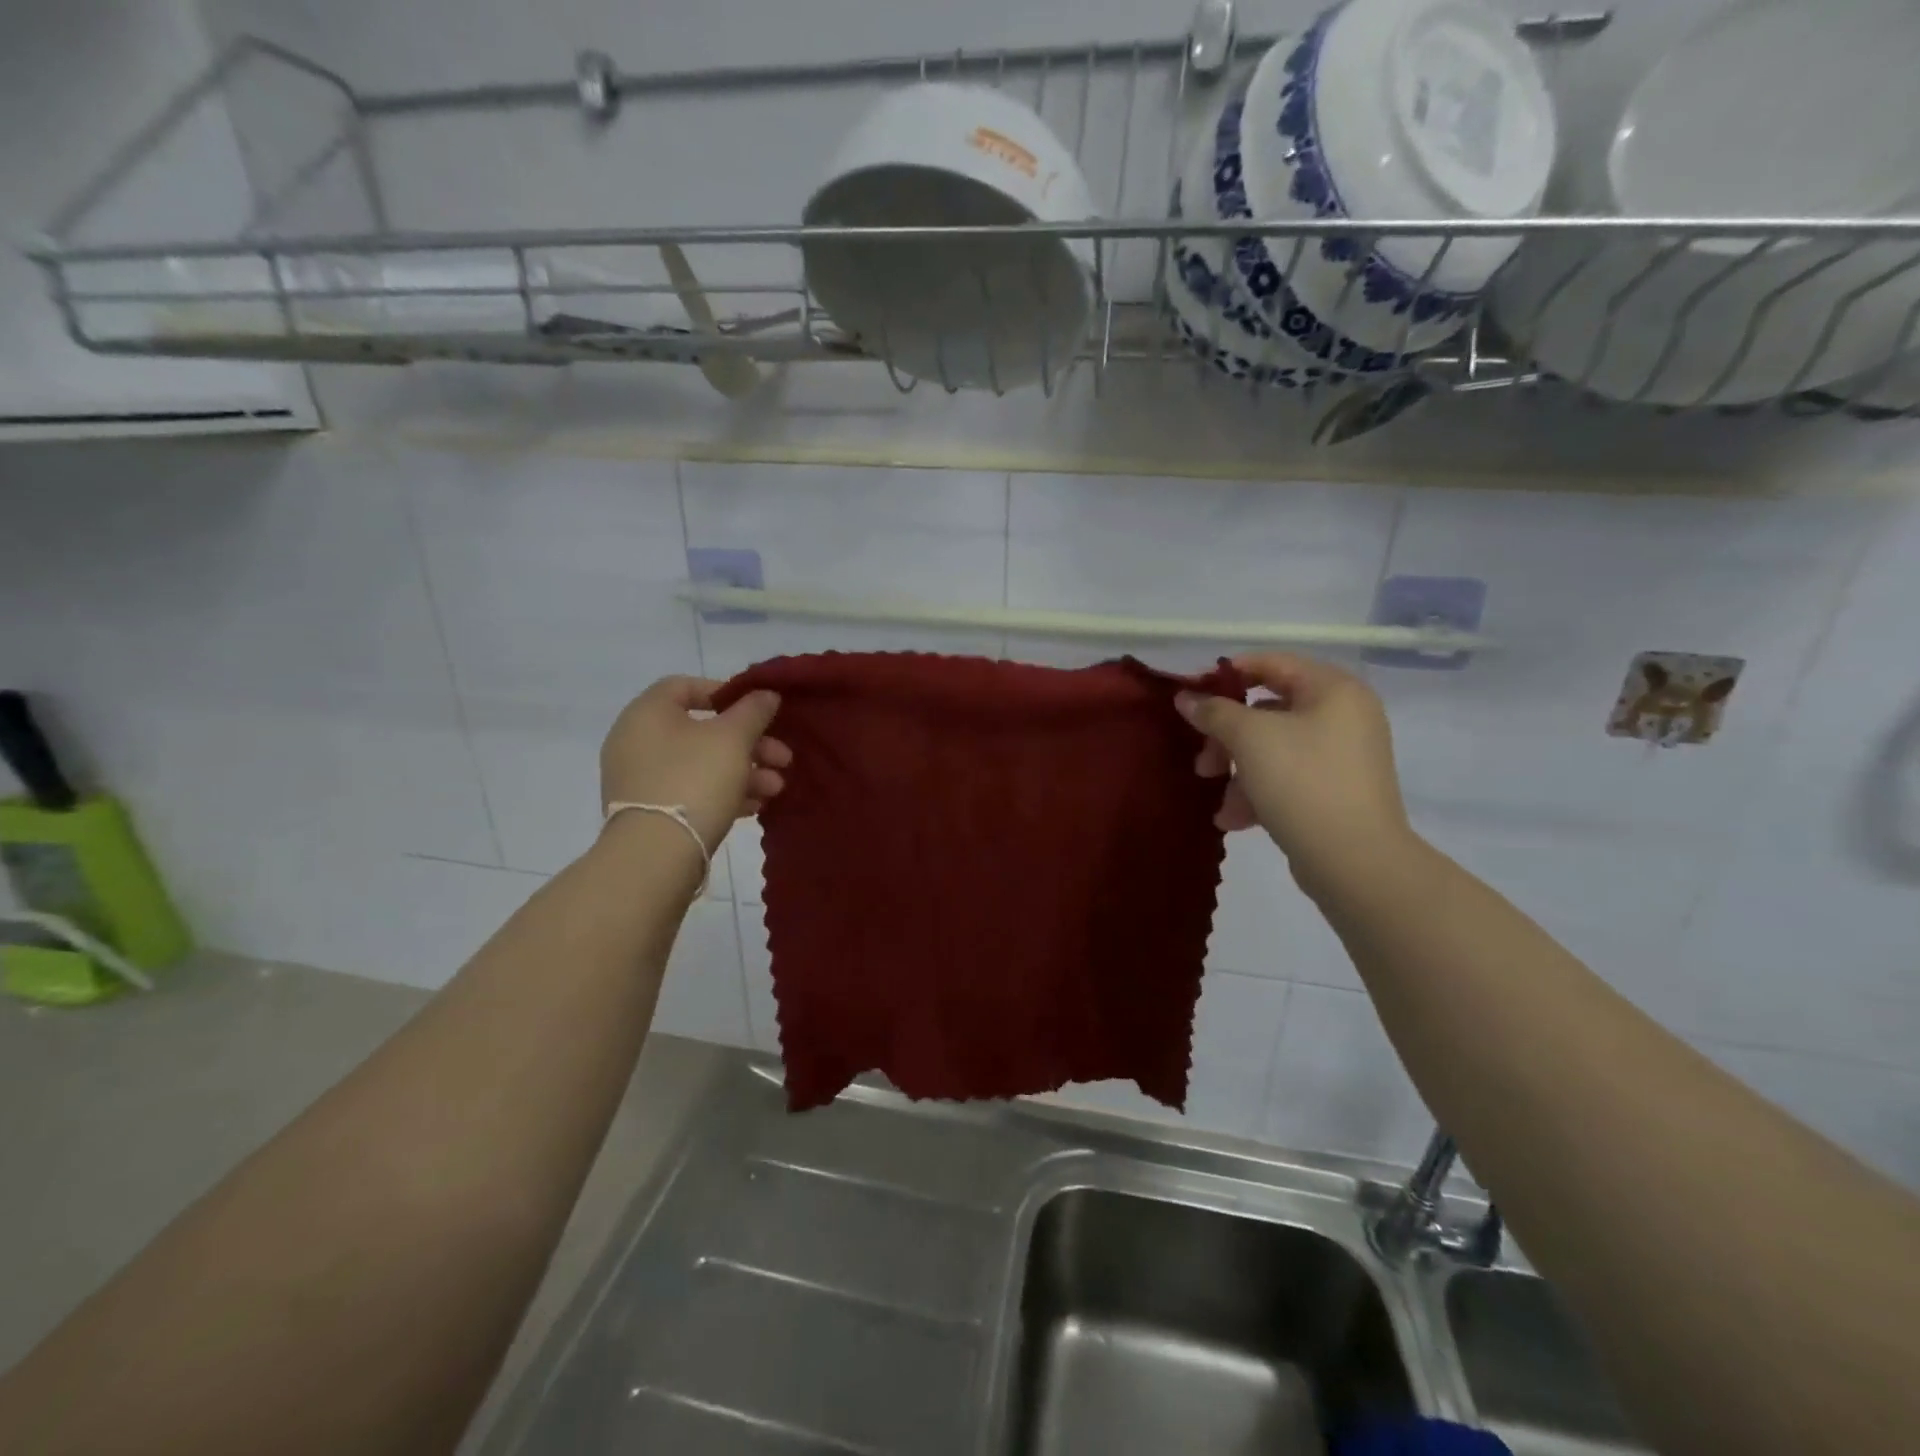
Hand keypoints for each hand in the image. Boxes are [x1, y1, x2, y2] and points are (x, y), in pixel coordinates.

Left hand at [600, 678, 790, 850]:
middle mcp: (637, 741)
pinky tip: (756, 806)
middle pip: (702, 730)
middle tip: (783, 758)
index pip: (685, 686)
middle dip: (750, 742)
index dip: (726, 693)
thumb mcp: (733, 739)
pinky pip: (693, 790)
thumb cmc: (694, 780)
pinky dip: (724, 792)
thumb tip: (766, 693)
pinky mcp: (651, 811)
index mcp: (647, 713)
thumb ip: (753, 710)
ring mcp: (641, 779)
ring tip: (776, 788)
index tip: (758, 710)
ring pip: (702, 764)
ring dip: (745, 771)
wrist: (656, 855)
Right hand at [1175, 654, 1410, 893]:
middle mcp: (1345, 715)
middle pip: (1268, 711)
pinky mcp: (1337, 791)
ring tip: (1220, 801)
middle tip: (1203, 762)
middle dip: (1227, 737)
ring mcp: (1343, 756)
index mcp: (1334, 689)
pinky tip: (1235, 820)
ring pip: (1273, 749)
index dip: (1227, 675)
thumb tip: (1186, 698)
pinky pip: (1288, 778)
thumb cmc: (1302, 781)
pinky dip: (1259, 792)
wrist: (1355, 860)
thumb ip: (1214, 712)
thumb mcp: (1249, 738)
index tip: (1191, 696)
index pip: (1272, 663)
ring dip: (1238, 771)